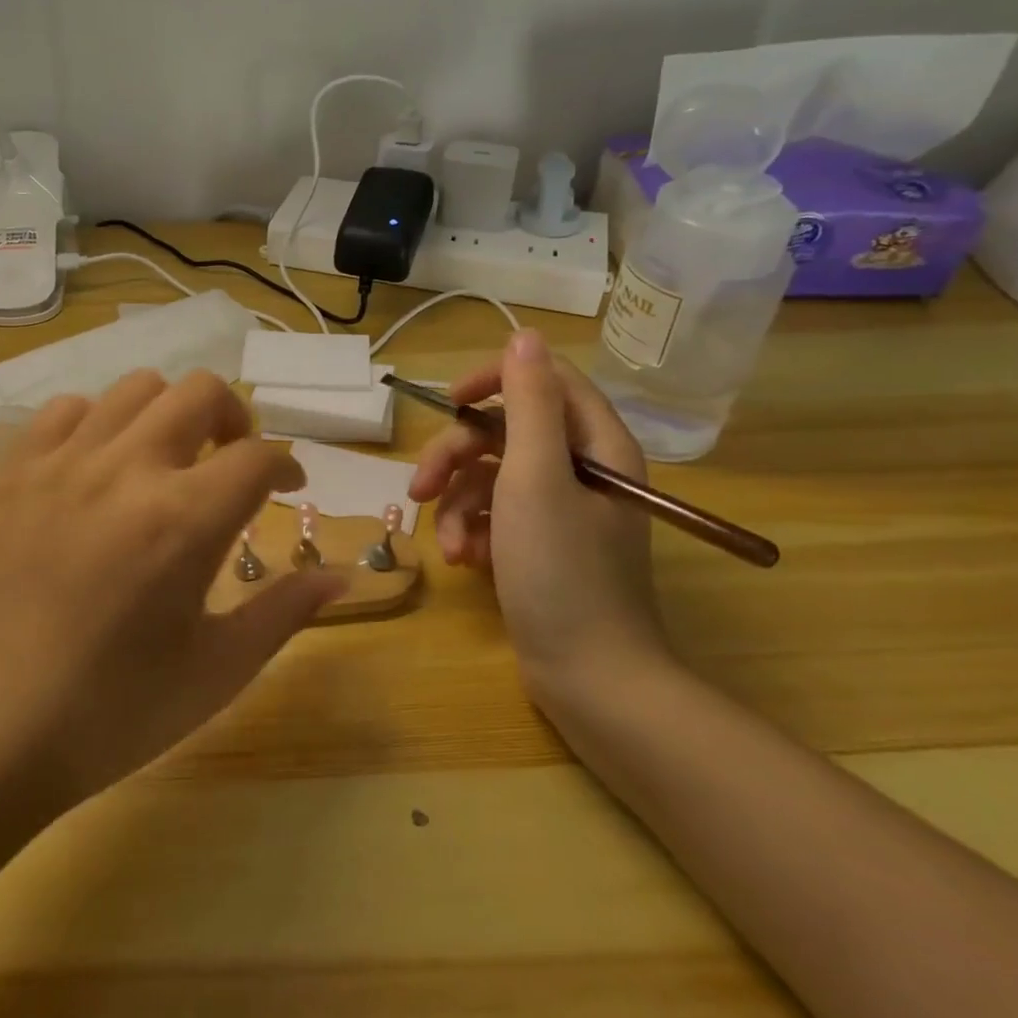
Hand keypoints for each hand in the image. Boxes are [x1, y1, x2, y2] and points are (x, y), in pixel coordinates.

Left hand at [0, 370, 341, 814]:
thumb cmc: (110, 714)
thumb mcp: (215, 671)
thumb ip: (283, 612)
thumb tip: (340, 577)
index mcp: (184, 520)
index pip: (258, 455)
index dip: (286, 463)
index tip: (288, 485)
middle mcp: (126, 470)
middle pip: (201, 391)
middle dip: (234, 418)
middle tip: (232, 460)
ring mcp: (63, 463)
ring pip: (135, 388)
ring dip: (168, 413)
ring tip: (166, 458)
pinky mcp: (15, 473)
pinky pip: (66, 410)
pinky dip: (98, 422)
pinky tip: (99, 466)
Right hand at [409, 330, 668, 713]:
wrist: (593, 681)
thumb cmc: (564, 573)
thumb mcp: (535, 479)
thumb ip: (527, 404)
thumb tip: (523, 335)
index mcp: (596, 444)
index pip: (544, 379)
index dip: (493, 380)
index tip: (449, 402)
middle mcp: (583, 468)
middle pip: (506, 431)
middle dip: (457, 457)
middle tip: (421, 487)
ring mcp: (562, 509)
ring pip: (493, 476)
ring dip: (460, 504)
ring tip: (451, 545)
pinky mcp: (542, 543)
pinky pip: (497, 514)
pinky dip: (474, 531)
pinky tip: (465, 561)